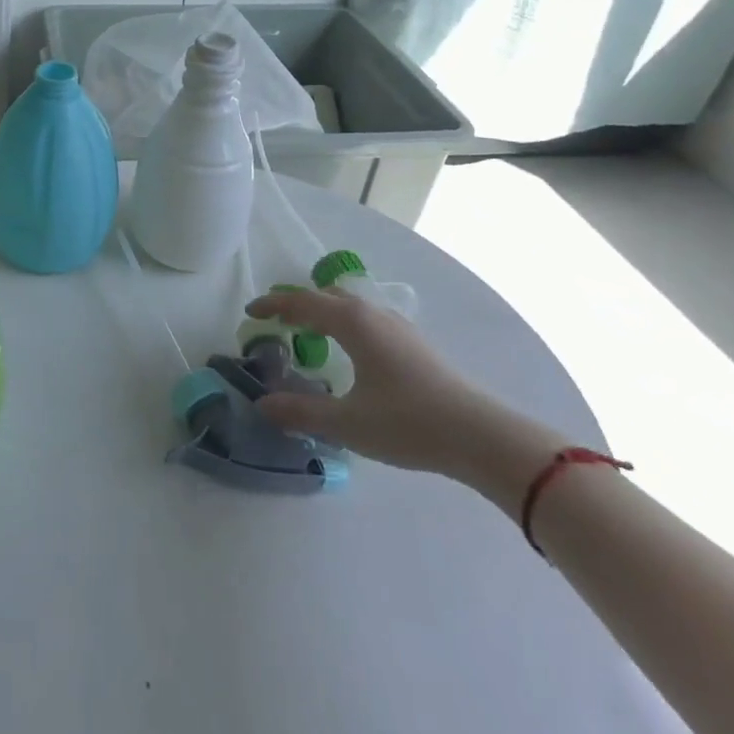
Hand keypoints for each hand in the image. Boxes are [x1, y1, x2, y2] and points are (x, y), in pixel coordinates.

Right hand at [248, 288, 566, 505]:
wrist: (483, 437)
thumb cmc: (408, 423)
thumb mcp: (347, 422)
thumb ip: (301, 411)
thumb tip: (262, 404)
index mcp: (351, 322)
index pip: (302, 303)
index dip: (273, 305)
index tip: (250, 312)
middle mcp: (373, 314)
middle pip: (326, 296)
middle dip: (298, 303)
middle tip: (276, 320)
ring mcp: (398, 327)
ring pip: (350, 305)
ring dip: (324, 312)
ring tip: (309, 334)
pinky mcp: (415, 344)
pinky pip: (367, 319)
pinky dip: (345, 323)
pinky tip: (351, 352)